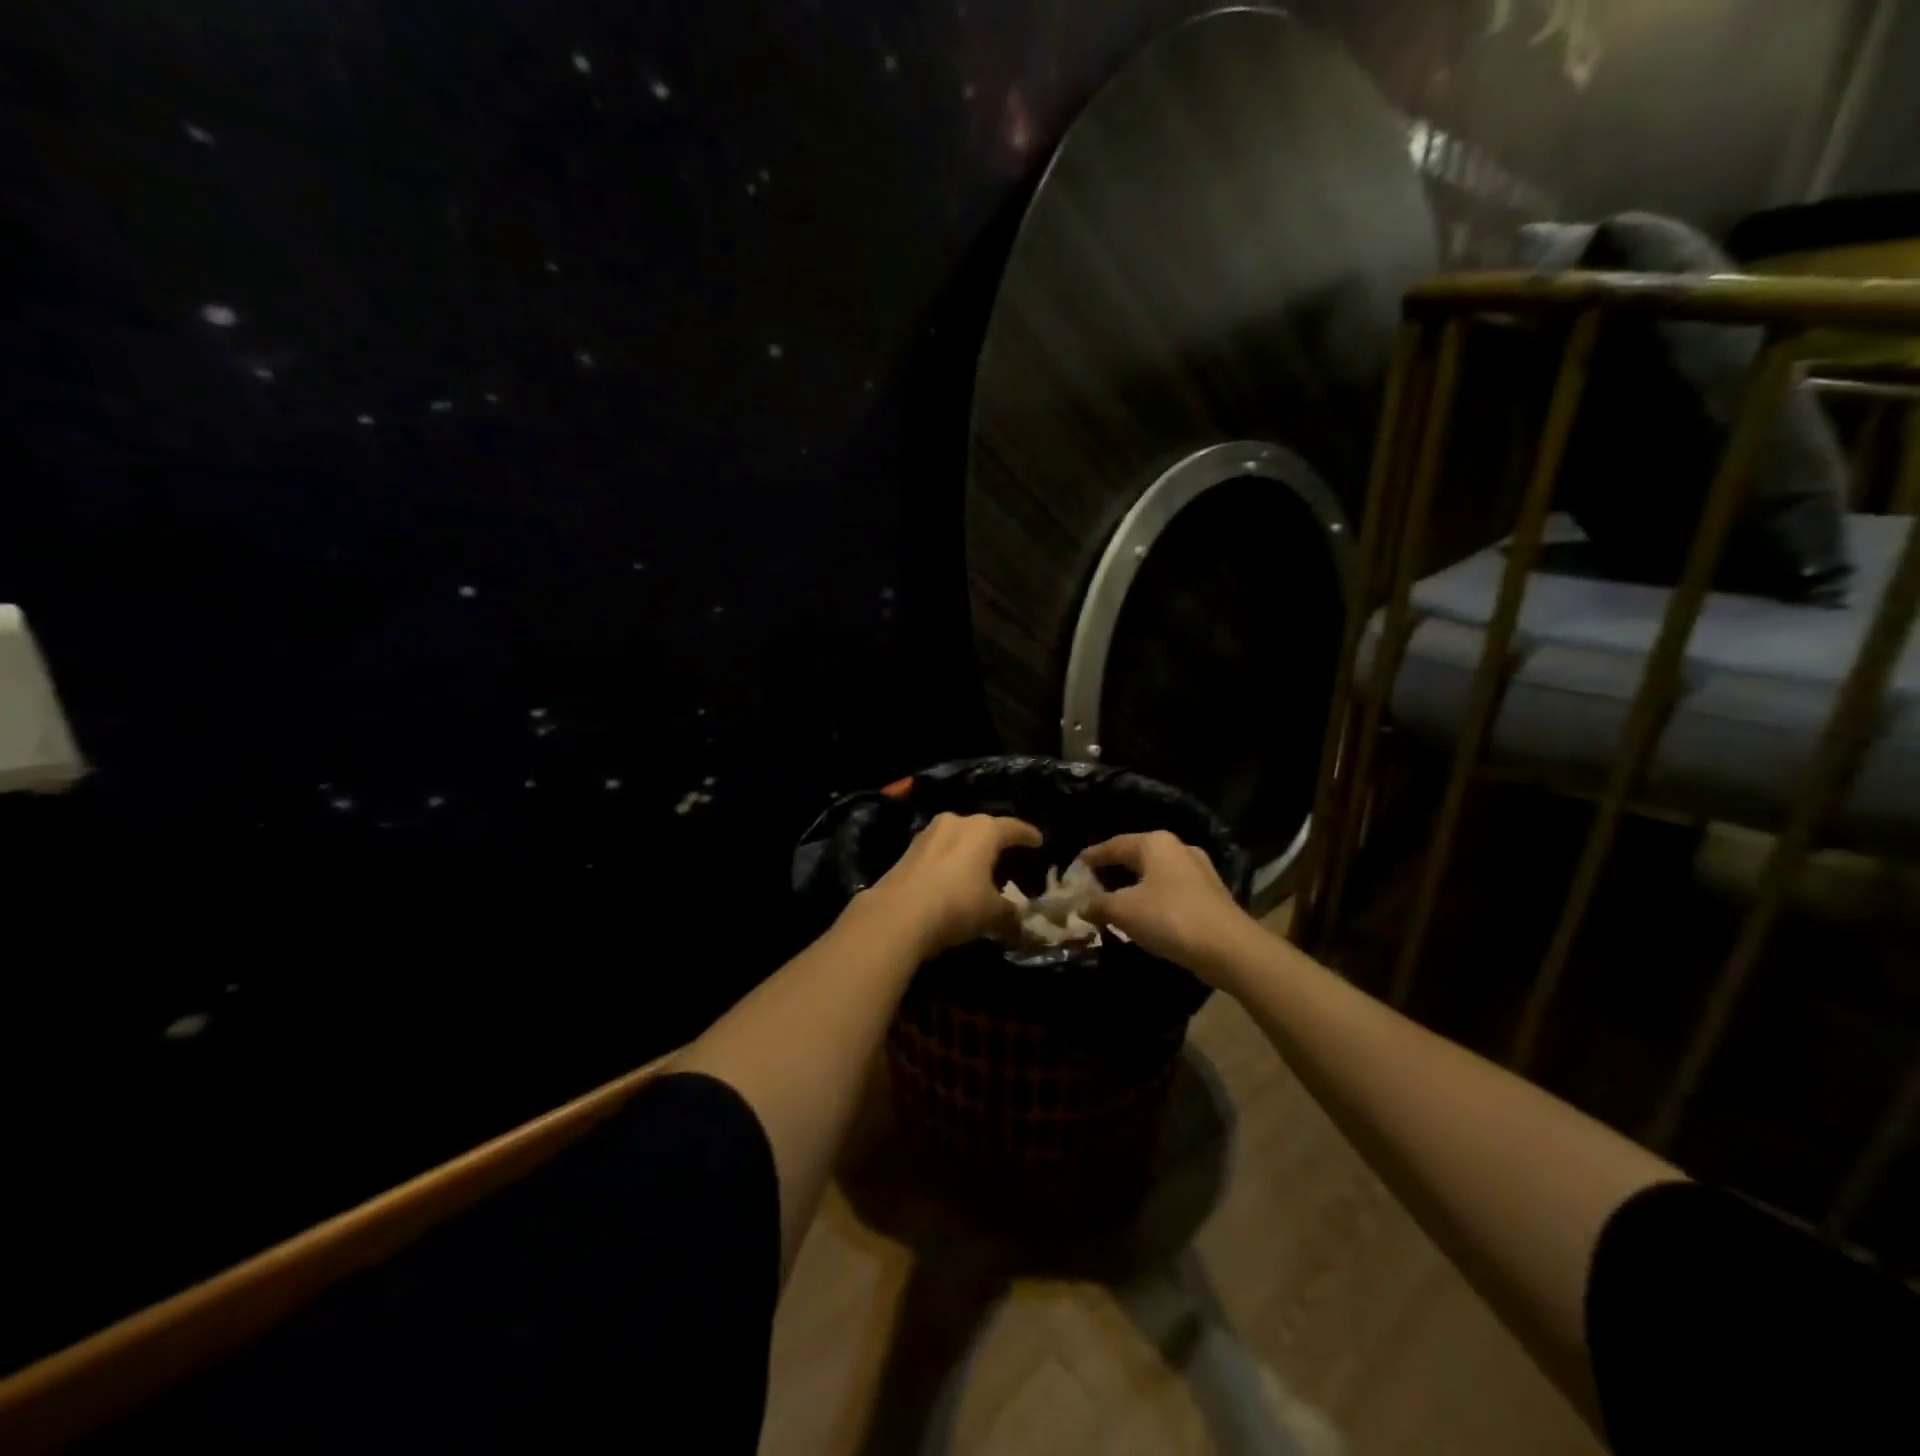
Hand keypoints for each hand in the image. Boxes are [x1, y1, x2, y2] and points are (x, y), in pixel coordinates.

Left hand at [858, 812, 1042, 956]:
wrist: (897, 914)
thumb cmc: (956, 905)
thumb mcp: (992, 914)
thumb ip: (1011, 915)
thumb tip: (1022, 926)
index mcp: (983, 830)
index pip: (1012, 828)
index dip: (1027, 835)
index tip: (1038, 841)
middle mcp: (956, 822)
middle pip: (982, 828)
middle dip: (995, 841)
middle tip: (1007, 854)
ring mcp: (928, 834)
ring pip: (957, 837)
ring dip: (968, 850)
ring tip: (977, 867)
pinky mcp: (908, 850)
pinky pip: (938, 851)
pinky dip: (948, 861)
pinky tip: (951, 878)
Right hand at [1081, 831, 1257, 986]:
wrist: (1230, 949)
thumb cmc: (1170, 918)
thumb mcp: (1123, 910)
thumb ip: (1098, 904)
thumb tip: (1081, 905)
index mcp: (1154, 842)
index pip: (1112, 845)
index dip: (1090, 858)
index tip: (1072, 869)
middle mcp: (1177, 848)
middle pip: (1135, 857)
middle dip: (1112, 872)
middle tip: (1090, 886)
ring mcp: (1198, 870)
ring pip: (1154, 875)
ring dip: (1133, 887)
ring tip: (1113, 902)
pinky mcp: (1210, 894)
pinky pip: (1170, 891)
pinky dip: (1152, 899)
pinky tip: (1144, 915)